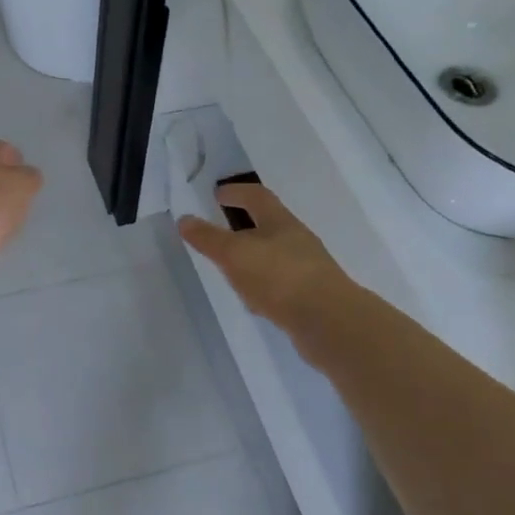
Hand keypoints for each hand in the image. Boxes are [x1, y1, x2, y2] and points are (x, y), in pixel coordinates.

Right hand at [178, 183, 355, 332]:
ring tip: (231, 270)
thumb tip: (185, 219)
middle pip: (269, 226)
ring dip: (253, 259)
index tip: (218, 194)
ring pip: (274, 257)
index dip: (237, 192)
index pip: (257, 197)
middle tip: (220, 232)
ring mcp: (307, 270)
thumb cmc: (279, 277)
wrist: (329, 322)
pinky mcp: (310, 298)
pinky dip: (263, 287)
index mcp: (281, 222)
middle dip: (244, 227)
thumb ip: (209, 238)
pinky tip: (254, 302)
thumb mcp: (235, 254)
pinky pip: (280, 285)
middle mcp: (297, 241)